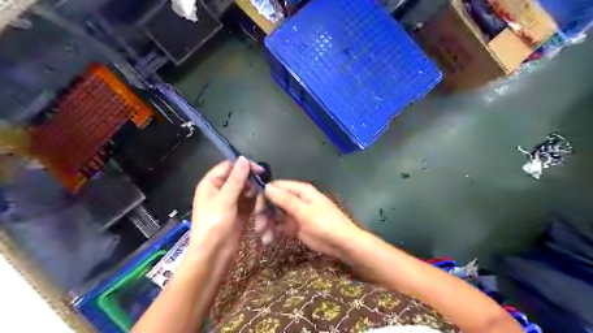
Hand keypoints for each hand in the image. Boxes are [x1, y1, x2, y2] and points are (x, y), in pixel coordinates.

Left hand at [191, 157, 261, 257]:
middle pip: (238, 177)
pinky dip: (255, 199)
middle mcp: (220, 190)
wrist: (214, 254)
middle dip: (251, 179)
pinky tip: (261, 201)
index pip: (228, 167)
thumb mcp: (225, 199)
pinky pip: (249, 200)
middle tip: (263, 185)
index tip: (259, 170)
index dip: (243, 166)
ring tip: (262, 195)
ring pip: (245, 189)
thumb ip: (236, 179)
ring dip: (254, 190)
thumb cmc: (214, 224)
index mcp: (211, 184)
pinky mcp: (239, 211)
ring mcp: (231, 201)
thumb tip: (243, 159)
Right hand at [259, 181, 360, 258]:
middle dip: (264, 214)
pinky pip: (279, 226)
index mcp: (300, 191)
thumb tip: (266, 187)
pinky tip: (269, 240)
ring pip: (275, 215)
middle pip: (273, 202)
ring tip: (264, 238)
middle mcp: (295, 200)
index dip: (264, 195)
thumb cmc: (325, 224)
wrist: (341, 244)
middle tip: (259, 227)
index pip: (276, 187)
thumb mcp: (304, 212)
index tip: (255, 209)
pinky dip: (273, 232)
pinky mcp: (294, 226)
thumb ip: (285, 200)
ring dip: (267, 225)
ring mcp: (294, 213)